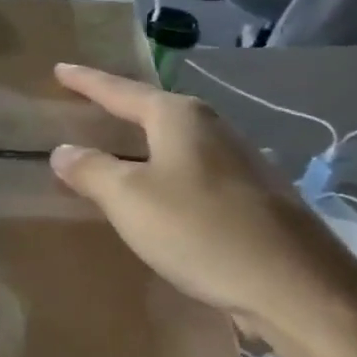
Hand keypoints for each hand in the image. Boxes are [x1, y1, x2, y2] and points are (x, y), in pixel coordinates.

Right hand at [47, 64, 356, 346]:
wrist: (297, 288)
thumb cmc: (200, 230)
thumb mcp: (129, 200)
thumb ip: (91, 171)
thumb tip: (63, 150)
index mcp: (178, 118)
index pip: (120, 90)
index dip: (86, 82)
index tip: (60, 69)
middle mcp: (212, 128)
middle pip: (153, 110)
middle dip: (119, 107)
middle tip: (87, 105)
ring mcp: (239, 162)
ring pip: (176, 141)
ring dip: (144, 142)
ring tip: (117, 147)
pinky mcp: (253, 197)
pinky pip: (193, 171)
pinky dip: (165, 172)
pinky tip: (160, 192)